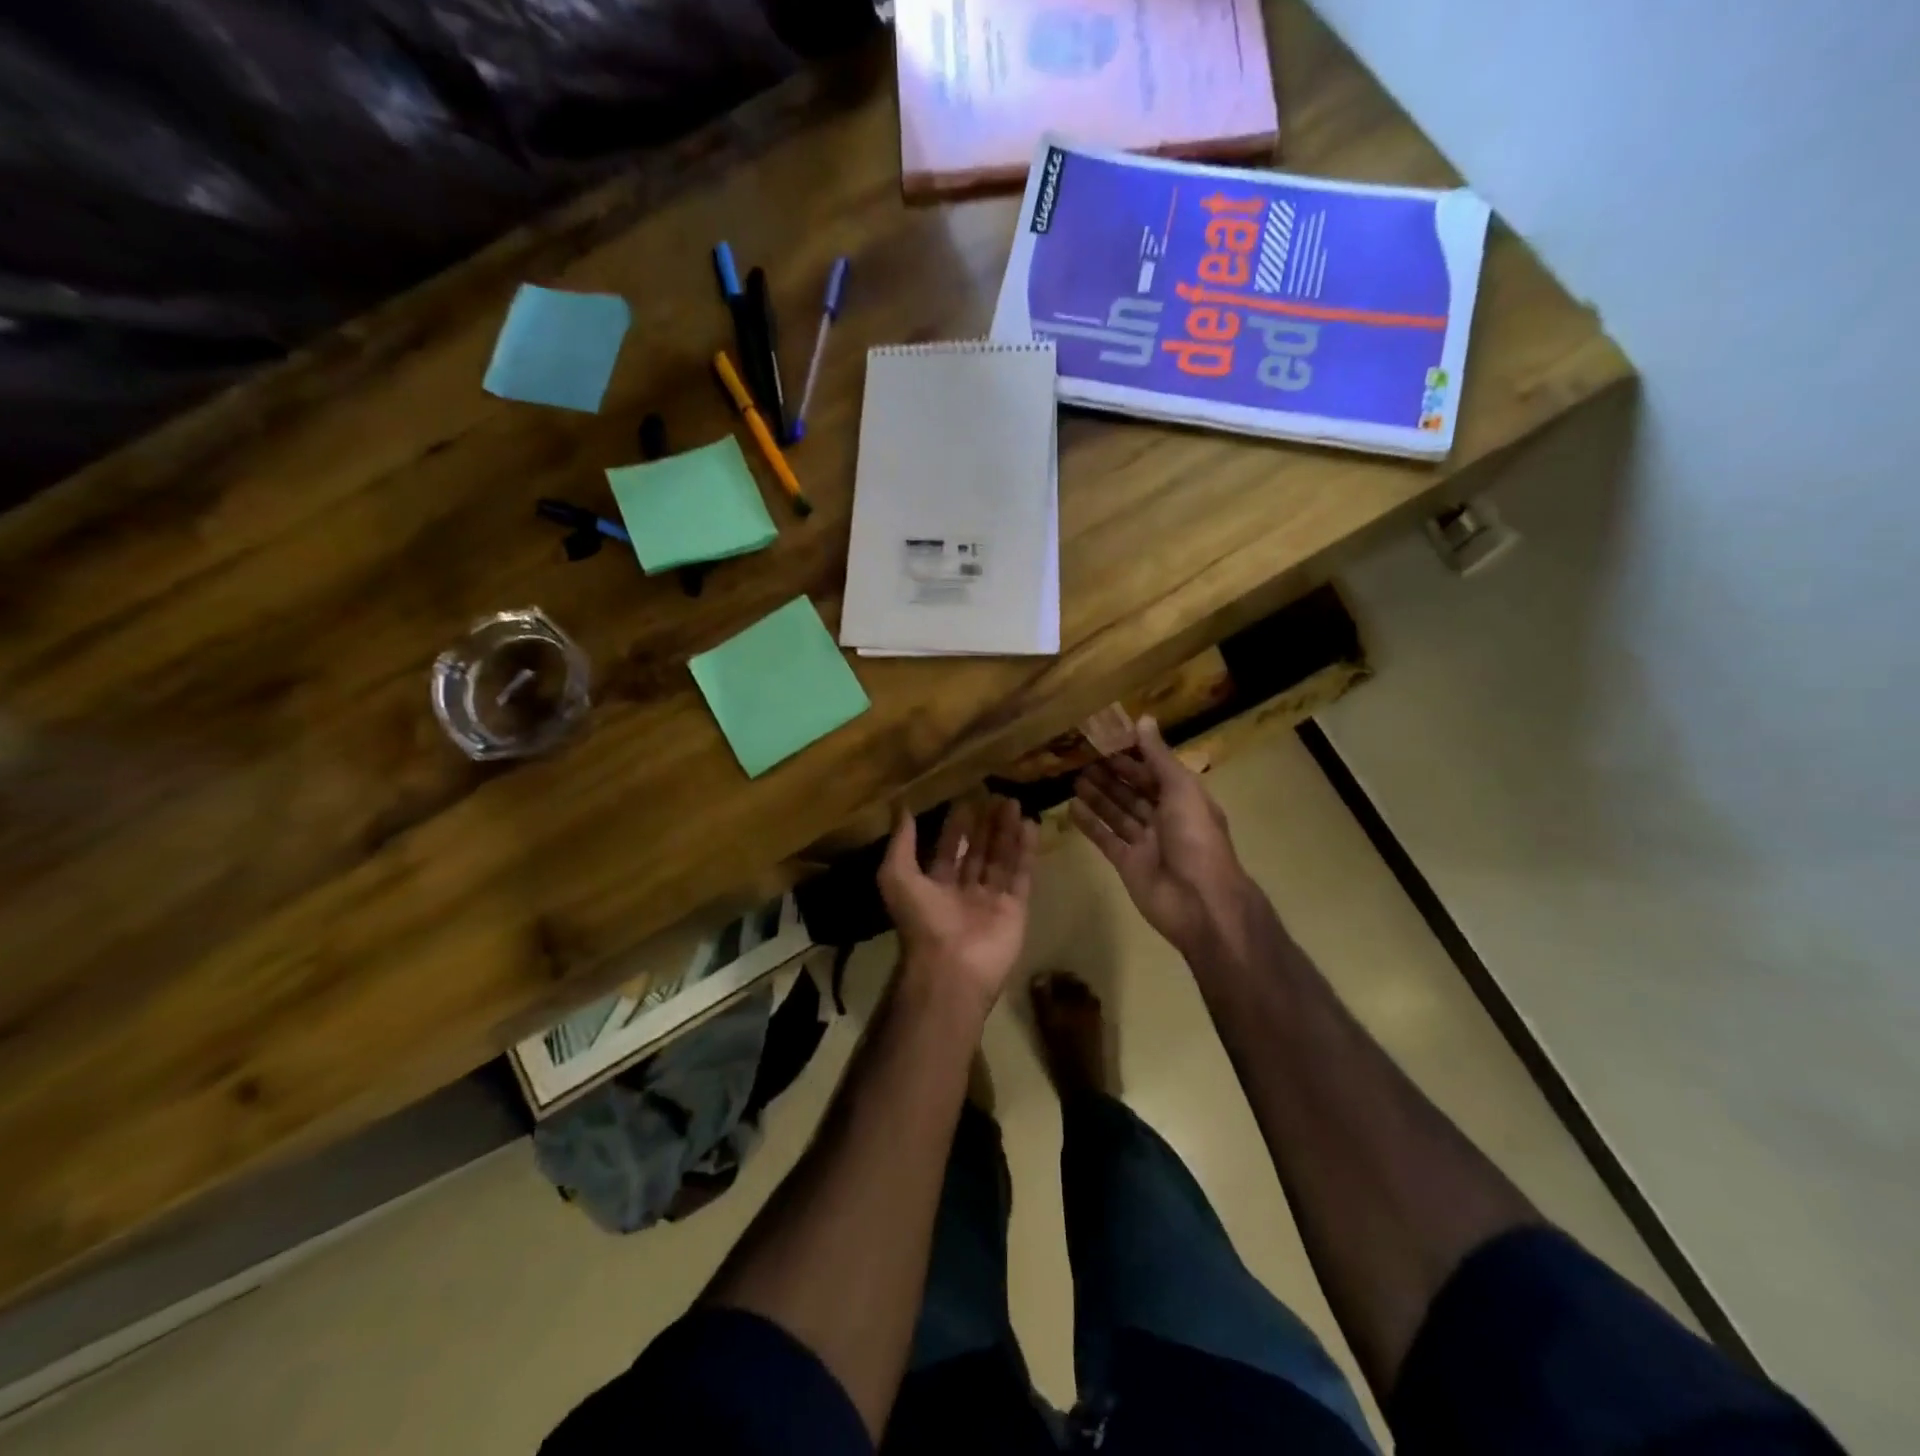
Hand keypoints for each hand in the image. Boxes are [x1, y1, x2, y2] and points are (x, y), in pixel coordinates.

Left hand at [878, 795, 1038, 1011]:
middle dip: (986, 825)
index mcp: (935, 887)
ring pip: (1001, 859)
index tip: (965, 800)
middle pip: (977, 851)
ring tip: (1014, 802)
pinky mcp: (1015, 908)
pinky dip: (1026, 851)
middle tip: (996, 795)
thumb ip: (901, 842)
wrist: (952, 967)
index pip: (947, 850)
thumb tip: (900, 808)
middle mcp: (964, 892)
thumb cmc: (922, 920)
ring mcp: (991, 901)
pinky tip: (1030, 825)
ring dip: (1007, 831)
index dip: (955, 827)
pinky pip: (1021, 874)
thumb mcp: (897, 876)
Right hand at [1071, 717, 1254, 958]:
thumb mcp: (1181, 790)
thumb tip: (1143, 719)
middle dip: (1111, 775)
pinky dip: (1090, 825)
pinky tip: (1071, 808)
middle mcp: (1165, 819)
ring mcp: (1145, 843)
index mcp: (1184, 799)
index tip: (1105, 740)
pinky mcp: (1128, 864)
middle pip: (1134, 792)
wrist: (1200, 902)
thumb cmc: (1195, 839)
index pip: (1154, 772)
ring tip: (1073, 778)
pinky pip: (1106, 839)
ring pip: (1118, 813)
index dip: (1132, 757)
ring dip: (1098, 796)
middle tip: (1081, 757)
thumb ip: (1159, 757)